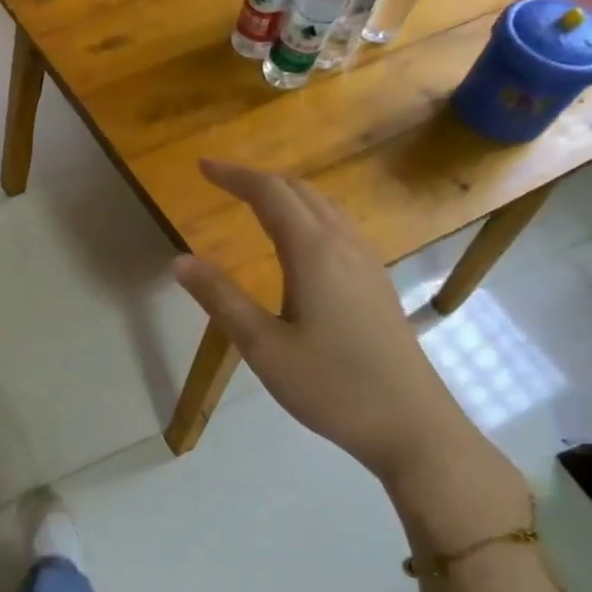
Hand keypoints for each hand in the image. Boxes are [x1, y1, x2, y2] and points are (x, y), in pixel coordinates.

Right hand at [172, 159, 480, 485]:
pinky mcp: (377, 282)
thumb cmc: (331, 386)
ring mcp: (367, 262)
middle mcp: (344, 245)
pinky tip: (299, 240)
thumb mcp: (263, 347)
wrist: (411, 424)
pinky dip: (307, 214)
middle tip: (220, 180)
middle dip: (258, 179)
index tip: (202, 167)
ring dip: (286, 194)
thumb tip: (179, 260)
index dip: (234, 176)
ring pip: (324, 207)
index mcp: (313, 253)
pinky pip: (338, 227)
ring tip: (254, 201)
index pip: (270, 194)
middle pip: (300, 192)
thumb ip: (221, 298)